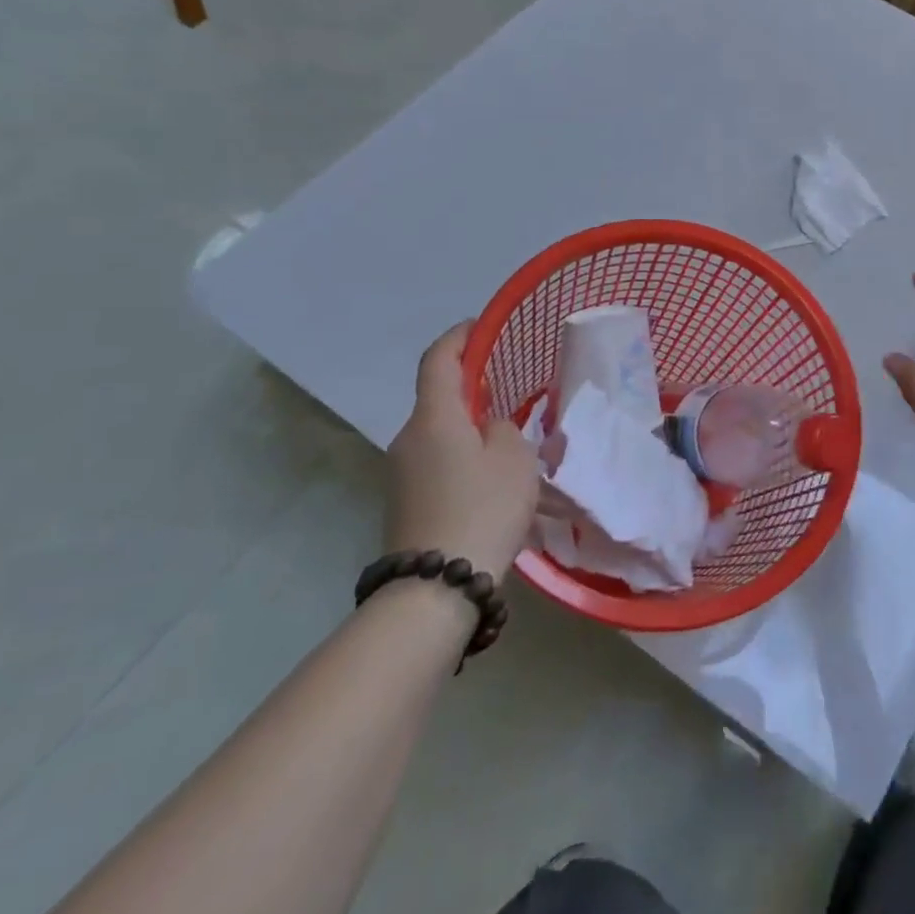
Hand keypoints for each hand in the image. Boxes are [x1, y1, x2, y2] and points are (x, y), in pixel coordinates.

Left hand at [387, 324, 540, 582]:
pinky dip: (461, 453)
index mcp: (434, 417)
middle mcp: (408, 437)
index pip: (438, 359)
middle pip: (438, 397)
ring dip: (468, 425)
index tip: (482, 326)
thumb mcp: (513, 457)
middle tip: (510, 387)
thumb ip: (503, 428)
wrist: (435, 588)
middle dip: (471, 386)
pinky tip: (491, 474)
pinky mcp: (405, 501)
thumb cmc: (482, 507)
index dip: (459, 336)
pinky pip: (436, 460)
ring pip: (439, 431)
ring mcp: (401, 472)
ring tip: (509, 437)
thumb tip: (487, 428)